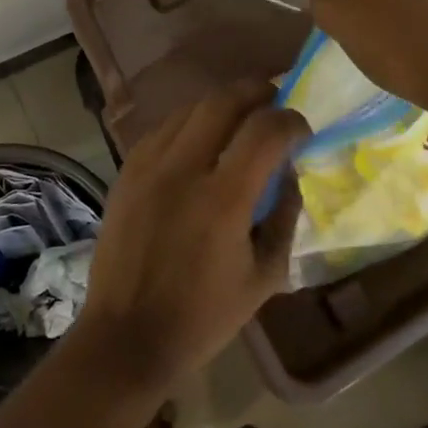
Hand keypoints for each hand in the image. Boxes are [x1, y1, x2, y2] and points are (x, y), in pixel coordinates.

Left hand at [75, 81, 306, 389]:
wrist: (127, 335)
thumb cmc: (203, 316)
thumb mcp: (265, 276)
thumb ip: (285, 217)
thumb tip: (289, 174)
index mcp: (222, 199)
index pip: (264, 130)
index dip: (291, 120)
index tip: (301, 130)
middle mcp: (182, 170)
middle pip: (222, 101)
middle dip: (255, 92)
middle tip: (273, 101)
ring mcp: (147, 167)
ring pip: (188, 109)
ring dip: (220, 105)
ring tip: (238, 118)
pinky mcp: (125, 173)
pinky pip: (161, 130)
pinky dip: (188, 124)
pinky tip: (199, 140)